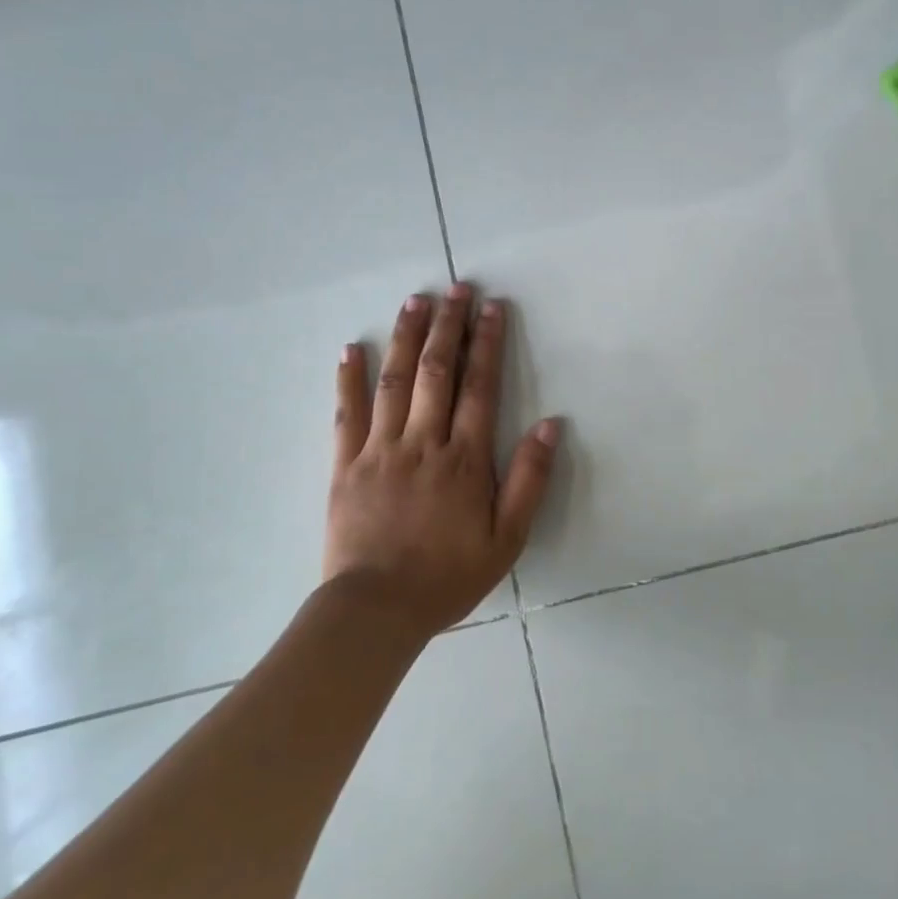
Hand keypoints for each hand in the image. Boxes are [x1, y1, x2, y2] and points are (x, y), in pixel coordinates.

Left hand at [324, 284, 557, 636]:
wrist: (377, 611)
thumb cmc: (448, 576)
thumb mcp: (507, 538)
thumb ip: (529, 479)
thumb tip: (552, 424)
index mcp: (464, 459)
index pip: (480, 387)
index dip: (487, 343)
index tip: (492, 308)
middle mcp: (422, 443)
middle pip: (437, 372)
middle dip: (448, 326)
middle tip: (456, 287)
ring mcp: (380, 451)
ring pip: (395, 382)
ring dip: (407, 338)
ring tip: (415, 301)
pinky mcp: (346, 466)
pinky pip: (347, 415)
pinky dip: (349, 379)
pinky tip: (352, 349)